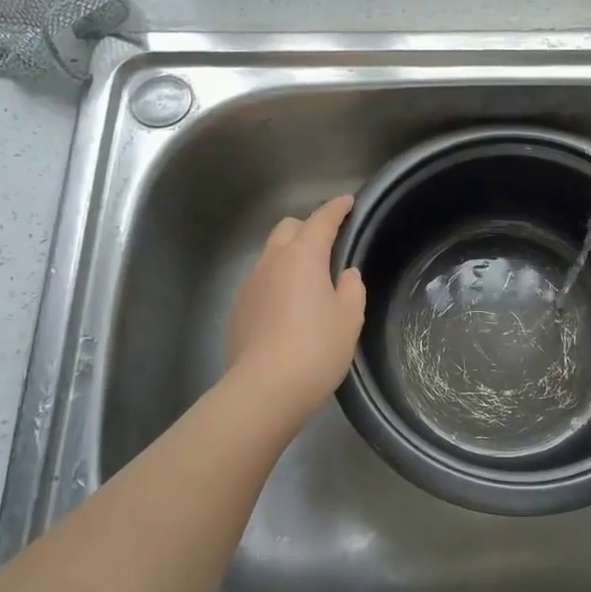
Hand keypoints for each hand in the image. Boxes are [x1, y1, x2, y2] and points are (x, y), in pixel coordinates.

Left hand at [225, 195, 366, 423]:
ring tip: (309, 278)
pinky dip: (277, 281)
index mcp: (302, 256)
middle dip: (308, 227)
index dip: (336, 209)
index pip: (321, 220)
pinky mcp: (239, 309)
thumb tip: (345, 275)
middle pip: (288, 228)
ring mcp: (250, 285)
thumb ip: (351, 289)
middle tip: (328, 242)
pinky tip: (288, 307)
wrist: (264, 389)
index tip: (347, 202)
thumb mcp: (349, 318)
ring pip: (271, 255)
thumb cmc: (316, 348)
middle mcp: (272, 262)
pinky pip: (261, 281)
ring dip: (290, 255)